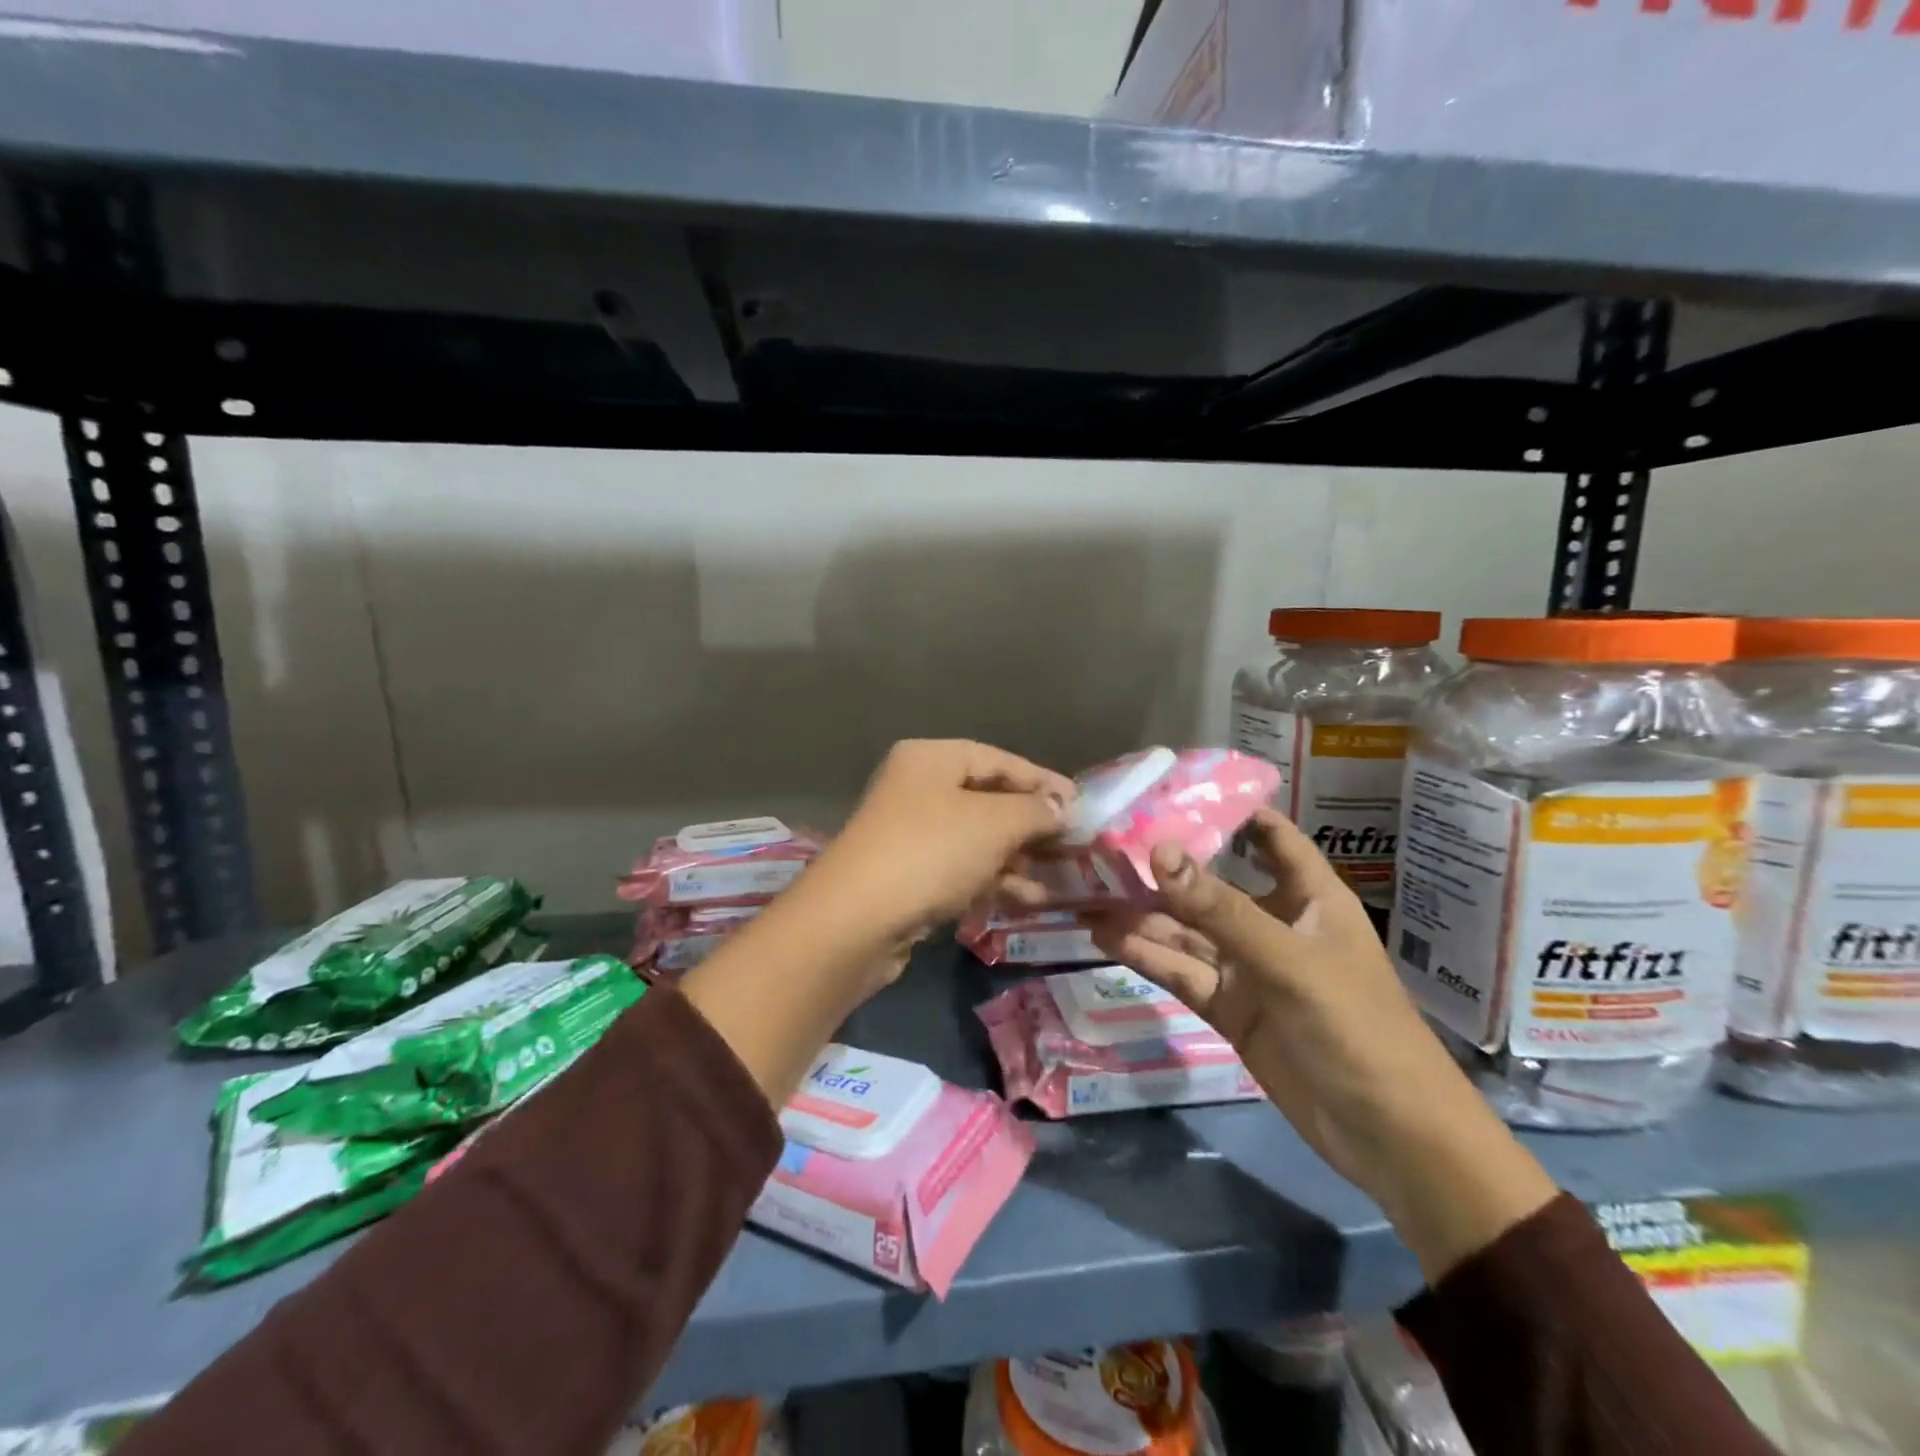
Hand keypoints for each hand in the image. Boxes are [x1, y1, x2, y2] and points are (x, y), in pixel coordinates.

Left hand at [810, 739, 1074, 943]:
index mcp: (931, 759)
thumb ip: (1035, 811)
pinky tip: (1028, 898)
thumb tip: (1061, 808)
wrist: (856, 921)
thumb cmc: (930, 852)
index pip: (999, 760)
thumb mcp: (994, 824)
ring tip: (1059, 877)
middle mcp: (918, 788)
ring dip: (1018, 857)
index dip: (1043, 781)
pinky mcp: (909, 873)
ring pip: (978, 838)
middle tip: (1073, 844)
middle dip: (1032, 824)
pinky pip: (962, 867)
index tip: (1081, 804)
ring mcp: (911, 833)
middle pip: (988, 799)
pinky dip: (994, 879)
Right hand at [1092, 809, 1557, 1282]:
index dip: (1228, 810)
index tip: (1171, 790)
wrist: (1390, 1138)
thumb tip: (1158, 851)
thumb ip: (1219, 909)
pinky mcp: (1229, 1008)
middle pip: (1210, 886)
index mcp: (1308, 897)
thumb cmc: (1356, 1028)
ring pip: (1186, 932)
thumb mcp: (1287, 960)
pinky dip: (1146, 956)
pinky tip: (1105, 938)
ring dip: (1140, 915)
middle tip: (1099, 850)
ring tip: (1084, 894)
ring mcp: (1248, 969)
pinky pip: (1182, 972)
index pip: (1269, 836)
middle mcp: (1274, 923)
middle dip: (1161, 870)